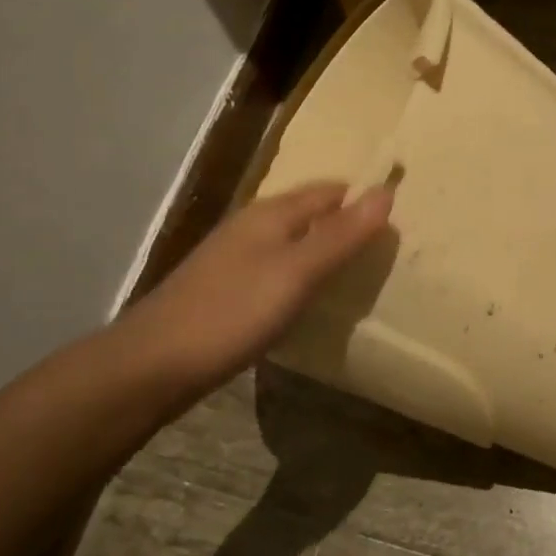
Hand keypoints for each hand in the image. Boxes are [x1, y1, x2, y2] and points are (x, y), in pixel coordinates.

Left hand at [125, 182, 393, 396]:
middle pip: (310, 213)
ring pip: (293, 242)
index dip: (363, 199)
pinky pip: (278, 269)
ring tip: (361, 273)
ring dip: (325, 251)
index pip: (330, 191)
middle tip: (389, 249)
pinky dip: (303, 275)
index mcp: (271, 213)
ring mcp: (236, 258)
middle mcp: (253, 226)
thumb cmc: (232, 312)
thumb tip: (386, 191)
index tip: (401, 218)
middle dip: (346, 223)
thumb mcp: (296, 273)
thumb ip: (341, 235)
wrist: (154, 364)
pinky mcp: (228, 290)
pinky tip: (312, 299)